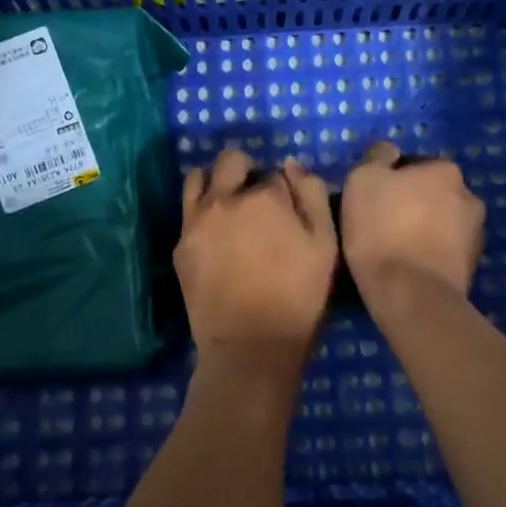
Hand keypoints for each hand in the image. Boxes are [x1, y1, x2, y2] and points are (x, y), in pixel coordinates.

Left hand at [176, 150, 337, 360]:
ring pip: (198, 177)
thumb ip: (312, 197)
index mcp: (265, 197)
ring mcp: (197, 221)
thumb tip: (292, 164)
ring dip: (215, 181)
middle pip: (231, 161)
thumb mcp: (325, 245)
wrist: (250, 345)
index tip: (287, 208)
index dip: (283, 188)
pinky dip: (201, 210)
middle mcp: (225, 199)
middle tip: (256, 197)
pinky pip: (187, 211)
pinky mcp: (180, 246)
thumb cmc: (299, 297)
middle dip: (245, 170)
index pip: (274, 172)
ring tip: (227, 203)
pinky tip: (214, 232)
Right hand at [339, 141, 485, 315]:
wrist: (410, 294)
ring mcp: (476, 233)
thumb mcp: (362, 180)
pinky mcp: (473, 267)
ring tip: (395, 249)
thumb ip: (377, 157)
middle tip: (381, 223)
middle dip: (412, 203)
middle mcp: (469, 195)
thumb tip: (389, 152)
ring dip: (423, 228)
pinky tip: (409, 267)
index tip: (371, 200)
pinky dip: (430, 253)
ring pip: (441, 222)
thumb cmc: (382, 230)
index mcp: (445, 170)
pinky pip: (445, 250)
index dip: (390, 180)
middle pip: (432, 193)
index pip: (414, 165)